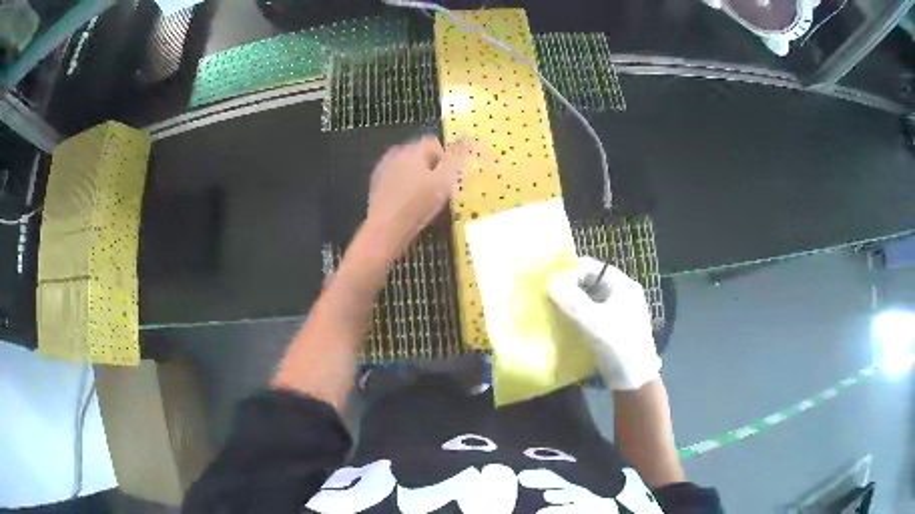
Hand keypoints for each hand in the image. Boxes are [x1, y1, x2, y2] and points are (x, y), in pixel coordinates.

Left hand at [367, 136, 471, 256]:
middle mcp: (395, 153)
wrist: (386, 229)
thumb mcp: (444, 181)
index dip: (446, 159)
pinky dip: (405, 186)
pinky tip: (409, 203)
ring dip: (418, 177)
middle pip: (420, 154)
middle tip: (440, 188)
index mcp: (412, 149)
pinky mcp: (376, 185)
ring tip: (425, 198)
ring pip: (408, 167)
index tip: (450, 178)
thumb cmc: (418, 204)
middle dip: (432, 167)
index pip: (434, 144)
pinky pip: (397, 179)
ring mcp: (383, 168)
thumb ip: (457, 158)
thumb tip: (469, 139)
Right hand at [548, 256, 660, 390]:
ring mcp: (618, 309)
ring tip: (554, 311)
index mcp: (622, 284)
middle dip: (569, 287)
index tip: (552, 289)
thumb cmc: (618, 346)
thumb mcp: (594, 322)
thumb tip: (549, 281)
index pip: (590, 267)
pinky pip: (591, 311)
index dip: (570, 273)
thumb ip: (572, 301)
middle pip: (589, 280)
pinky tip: (566, 324)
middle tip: (550, 299)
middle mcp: (621, 292)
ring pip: (589, 297)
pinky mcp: (612, 325)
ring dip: (572, 302)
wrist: (634, 380)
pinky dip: (578, 314)